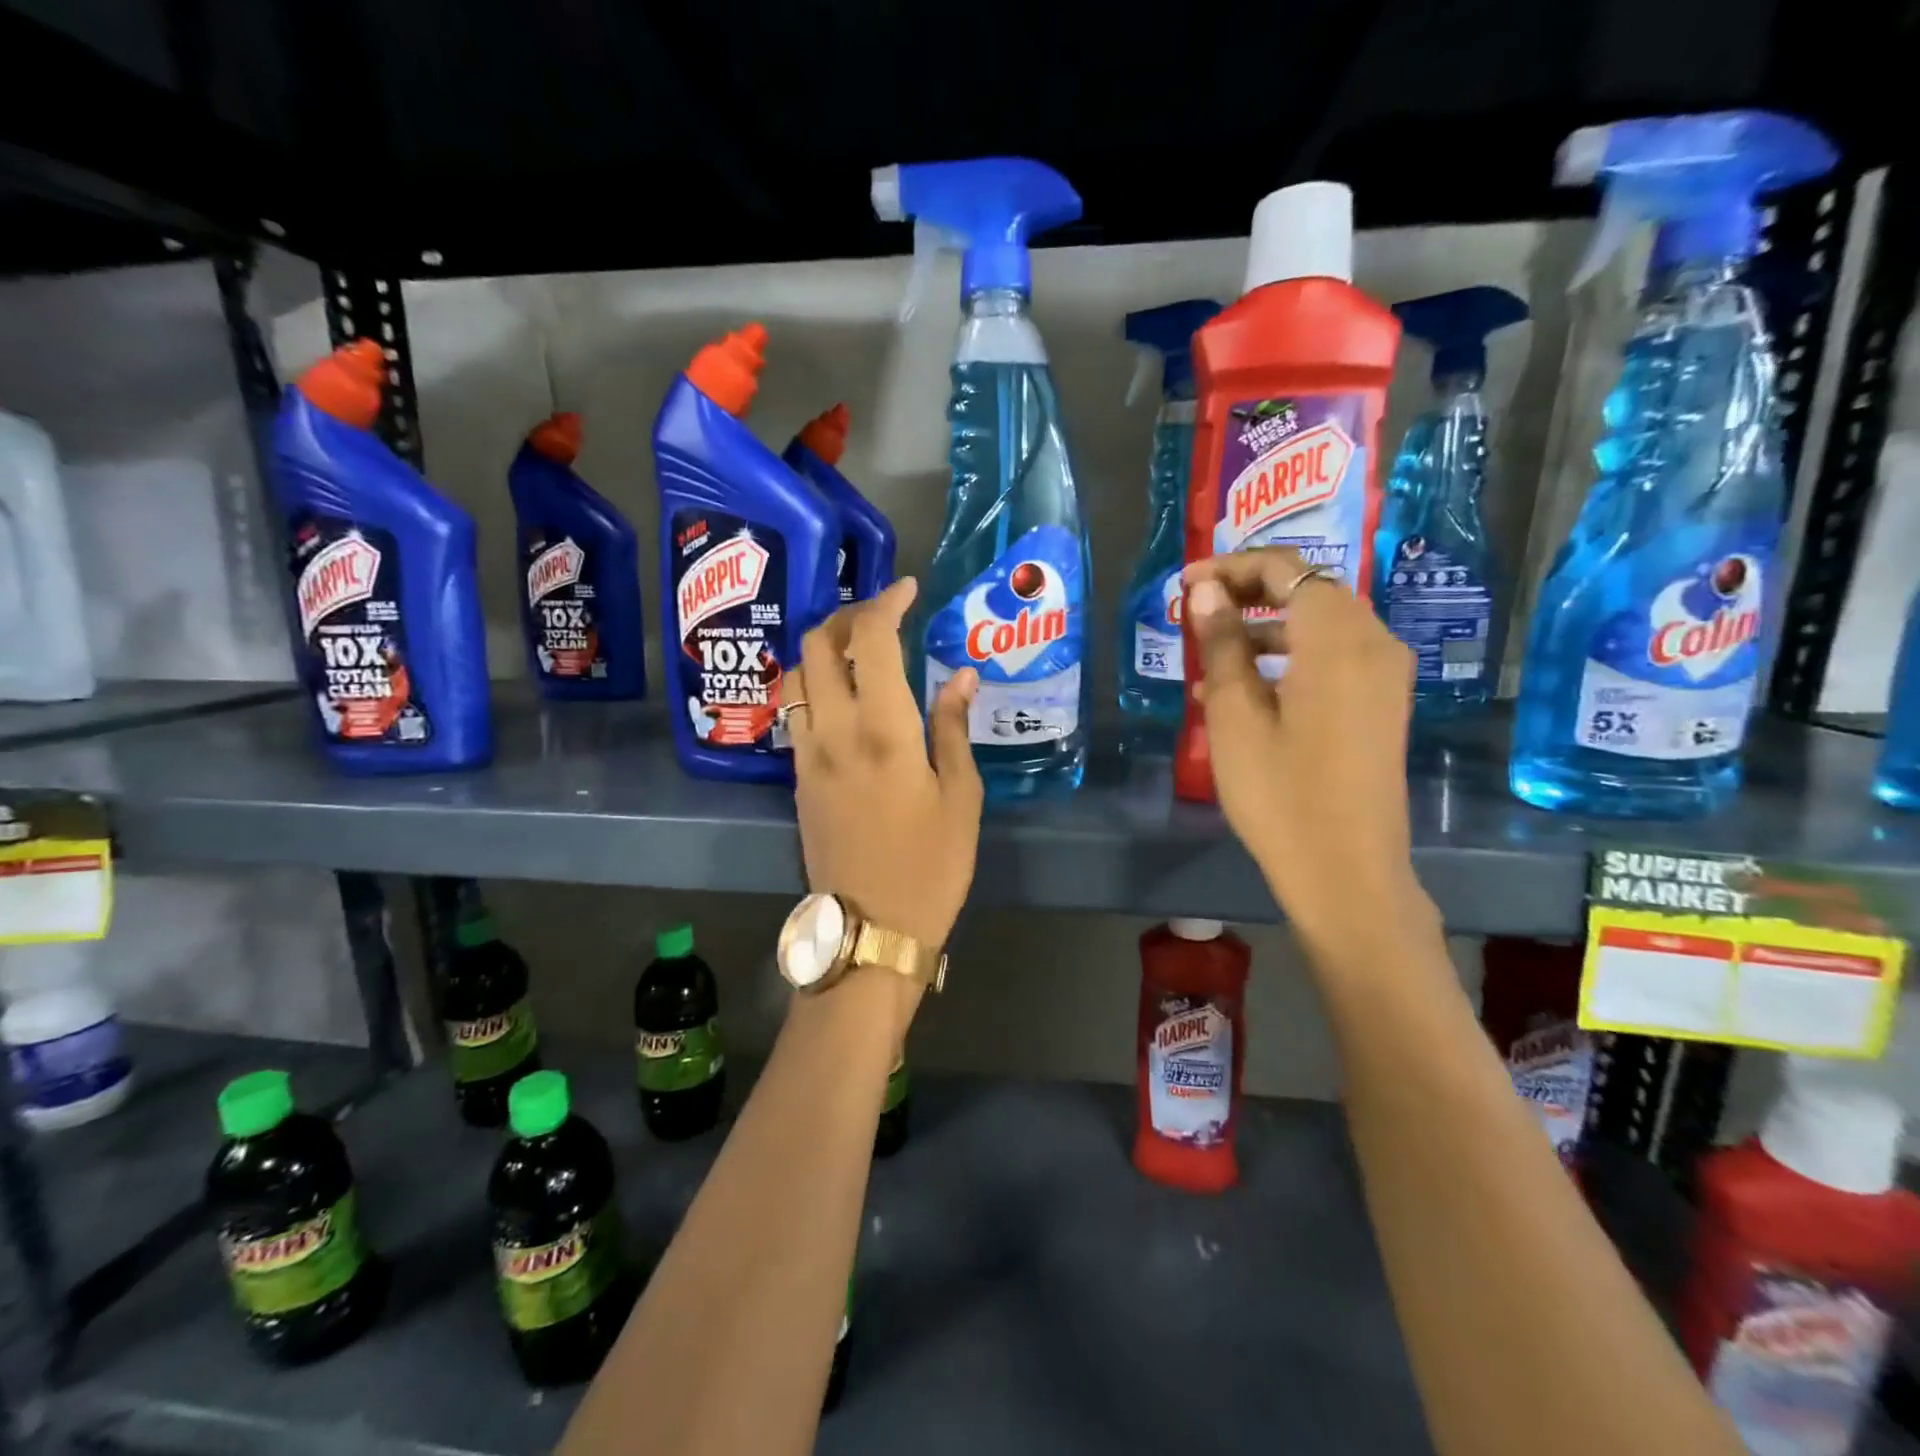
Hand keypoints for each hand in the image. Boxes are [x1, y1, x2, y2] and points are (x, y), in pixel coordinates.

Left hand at [781, 577, 984, 958]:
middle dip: (846, 614)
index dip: (887, 602)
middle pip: (818, 644)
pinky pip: (795, 711)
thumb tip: (960, 676)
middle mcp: (833, 730)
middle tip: (882, 616)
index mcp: (883, 730)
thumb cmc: (931, 866)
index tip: (908, 589)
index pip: (871, 639)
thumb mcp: (961, 797)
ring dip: (823, 648)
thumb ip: (954, 728)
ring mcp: (806, 754)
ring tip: (858, 650)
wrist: (870, 930)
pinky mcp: (796, 779)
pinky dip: (815, 685)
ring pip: (797, 675)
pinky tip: (843, 697)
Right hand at [1185, 548, 1431, 952]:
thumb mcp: (1236, 716)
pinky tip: (1243, 688)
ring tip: (1211, 651)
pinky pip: (1333, 656)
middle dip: (1249, 590)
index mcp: (1337, 639)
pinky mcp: (1381, 703)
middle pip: (1309, 589)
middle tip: (1196, 609)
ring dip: (1266, 625)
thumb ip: (1223, 644)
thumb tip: (1204, 592)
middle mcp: (1373, 642)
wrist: (1346, 871)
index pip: (1285, 570)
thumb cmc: (1281, 793)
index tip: (1185, 585)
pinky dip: (1289, 656)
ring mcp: (1384, 674)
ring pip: (1320, 623)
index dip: (1231, 567)